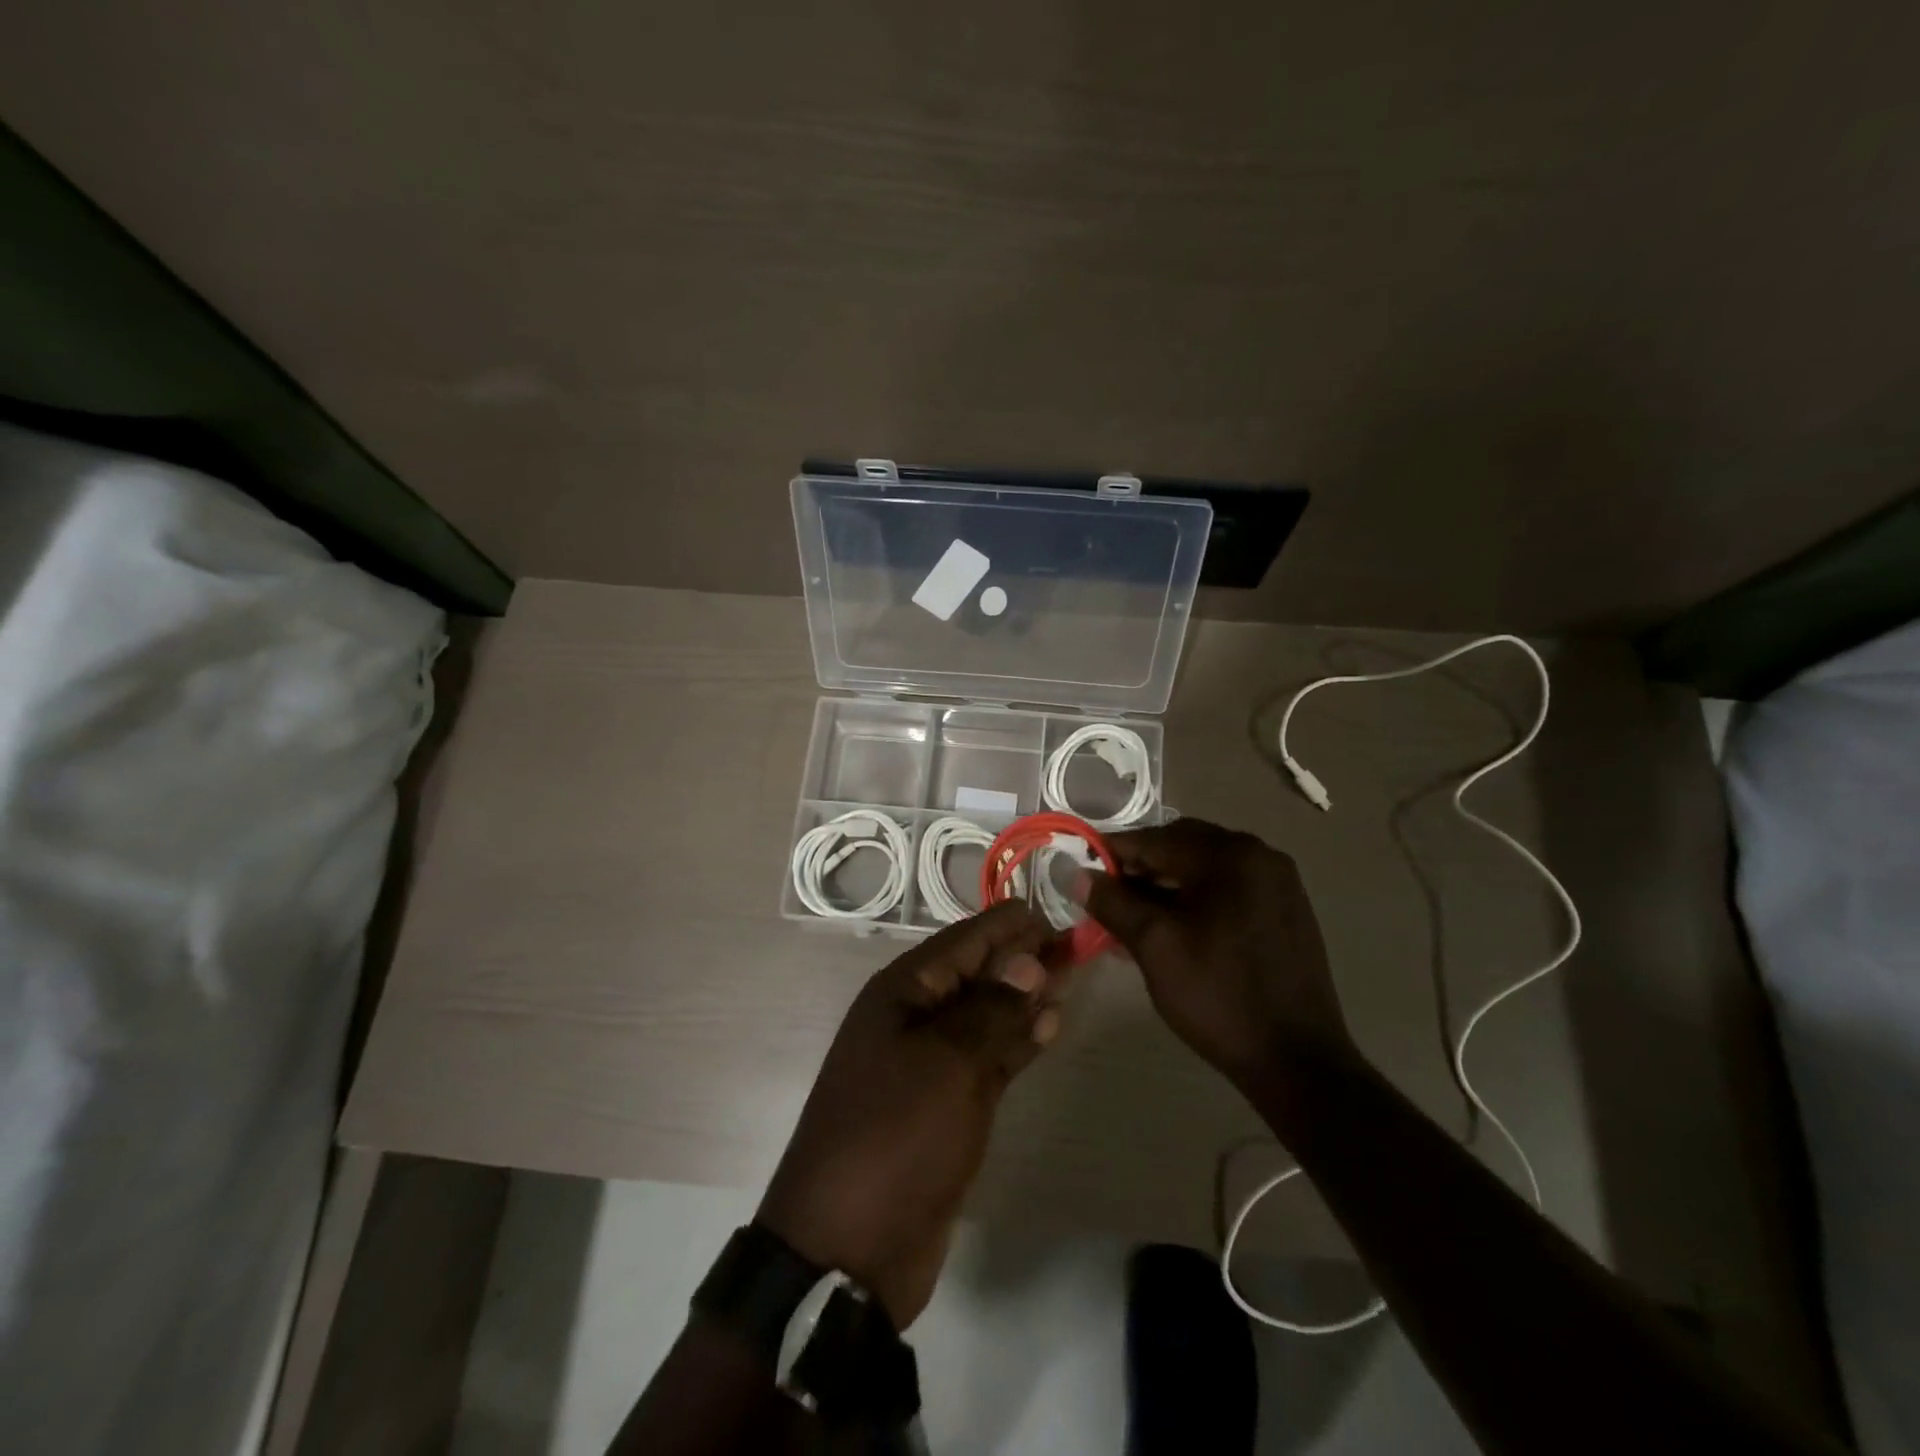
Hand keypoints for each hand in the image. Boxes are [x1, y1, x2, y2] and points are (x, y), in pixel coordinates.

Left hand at [758, 902, 1067, 1328]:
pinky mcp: (946, 1104)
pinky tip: (1050, 1027)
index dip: (1010, 926)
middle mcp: (914, 1018)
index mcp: (902, 992)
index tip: (1057, 915)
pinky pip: (988, 1057)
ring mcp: (930, 1063)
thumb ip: (992, 1009)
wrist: (847, 1249)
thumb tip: (1027, 959)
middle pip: (978, 974)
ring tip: (1072, 978)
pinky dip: (1018, 1041)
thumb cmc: (895, 1136)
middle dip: (1024, 958)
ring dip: (1026, 997)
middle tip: (1077, 946)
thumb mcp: (947, 1064)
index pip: (965, 941)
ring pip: (987, 1015)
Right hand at [1080, 818, 1355, 1096]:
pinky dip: (1195, 899)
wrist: (1297, 1062)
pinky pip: (1227, 889)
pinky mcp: (1286, 910)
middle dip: (1139, 869)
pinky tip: (1172, 929)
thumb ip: (1113, 902)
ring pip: (1203, 869)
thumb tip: (1075, 873)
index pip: (1155, 839)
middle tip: (1106, 898)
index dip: (1111, 853)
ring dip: (1165, 886)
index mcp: (1230, 855)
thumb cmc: (1218, 996)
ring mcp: (1278, 883)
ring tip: (1132, 919)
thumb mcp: (1155, 946)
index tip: (1080, 872)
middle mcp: (1259, 855)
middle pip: (1181, 847)